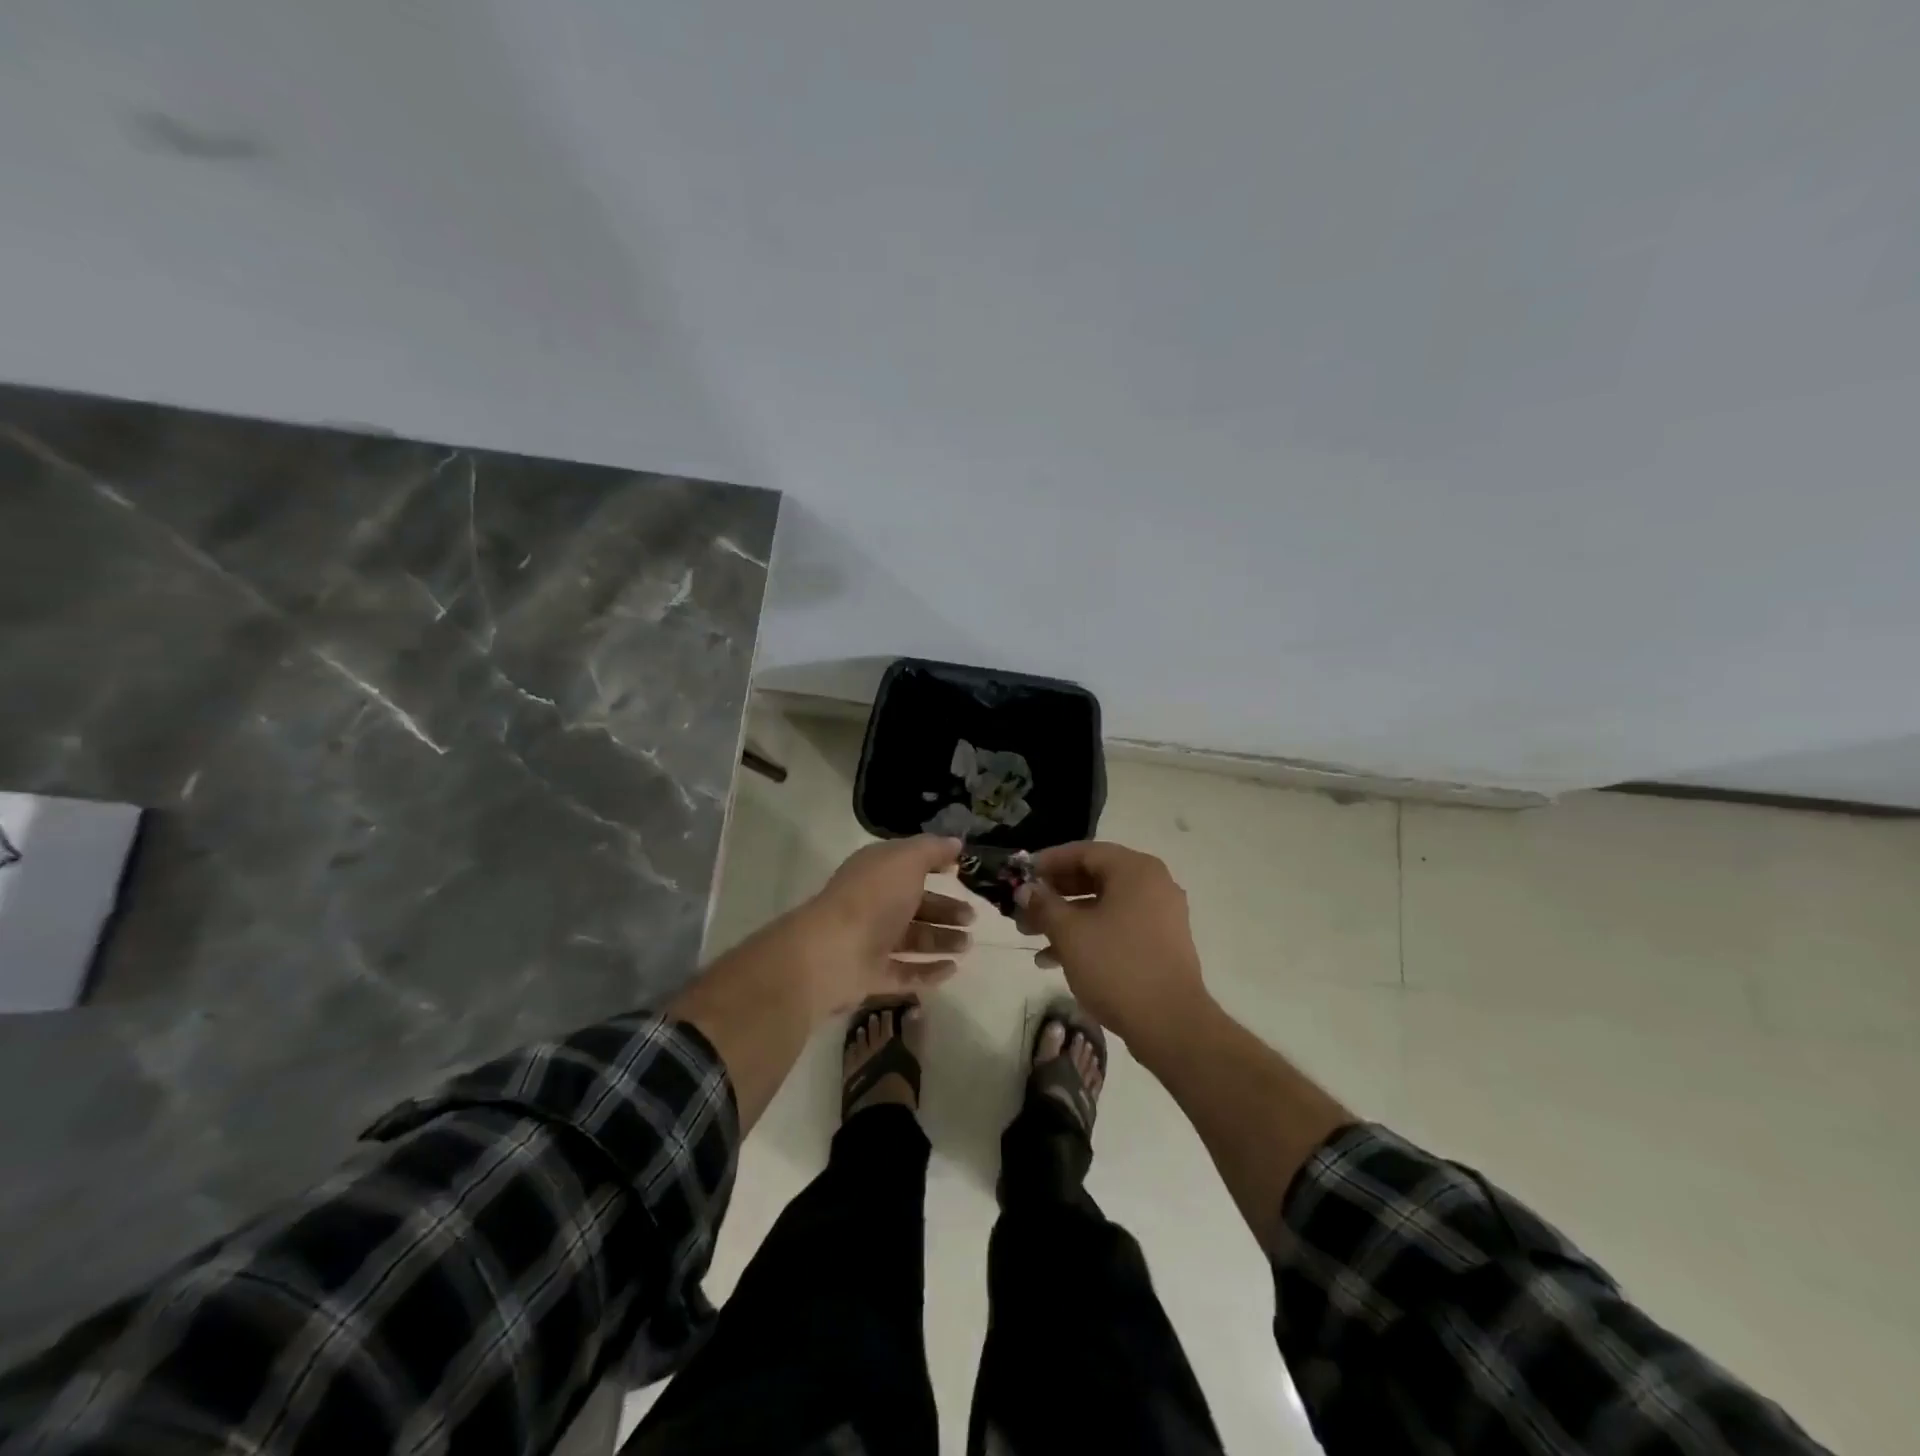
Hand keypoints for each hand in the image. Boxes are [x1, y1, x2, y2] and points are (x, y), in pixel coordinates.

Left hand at [792, 835, 973, 1014]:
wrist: (832, 952)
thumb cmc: (873, 897)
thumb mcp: (907, 860)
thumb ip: (932, 849)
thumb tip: (955, 842)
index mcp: (876, 872)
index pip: (908, 865)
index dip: (934, 865)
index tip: (961, 871)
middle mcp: (873, 904)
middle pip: (914, 905)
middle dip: (945, 909)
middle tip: (972, 917)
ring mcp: (871, 941)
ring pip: (912, 939)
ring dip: (941, 940)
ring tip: (968, 944)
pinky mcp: (872, 975)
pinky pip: (905, 973)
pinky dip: (929, 971)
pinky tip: (953, 969)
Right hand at [1015, 841, 1211, 1052]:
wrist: (1171, 1024)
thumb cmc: (1117, 966)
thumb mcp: (1070, 933)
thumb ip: (1043, 905)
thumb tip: (1025, 890)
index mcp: (1135, 870)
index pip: (1083, 852)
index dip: (1047, 862)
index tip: (1020, 876)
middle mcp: (1152, 884)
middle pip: (1093, 878)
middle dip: (1053, 895)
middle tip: (1022, 910)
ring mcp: (1159, 915)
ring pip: (1102, 905)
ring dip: (1065, 918)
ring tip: (1030, 937)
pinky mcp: (1160, 944)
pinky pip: (1117, 927)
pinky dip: (1087, 936)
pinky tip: (1054, 960)